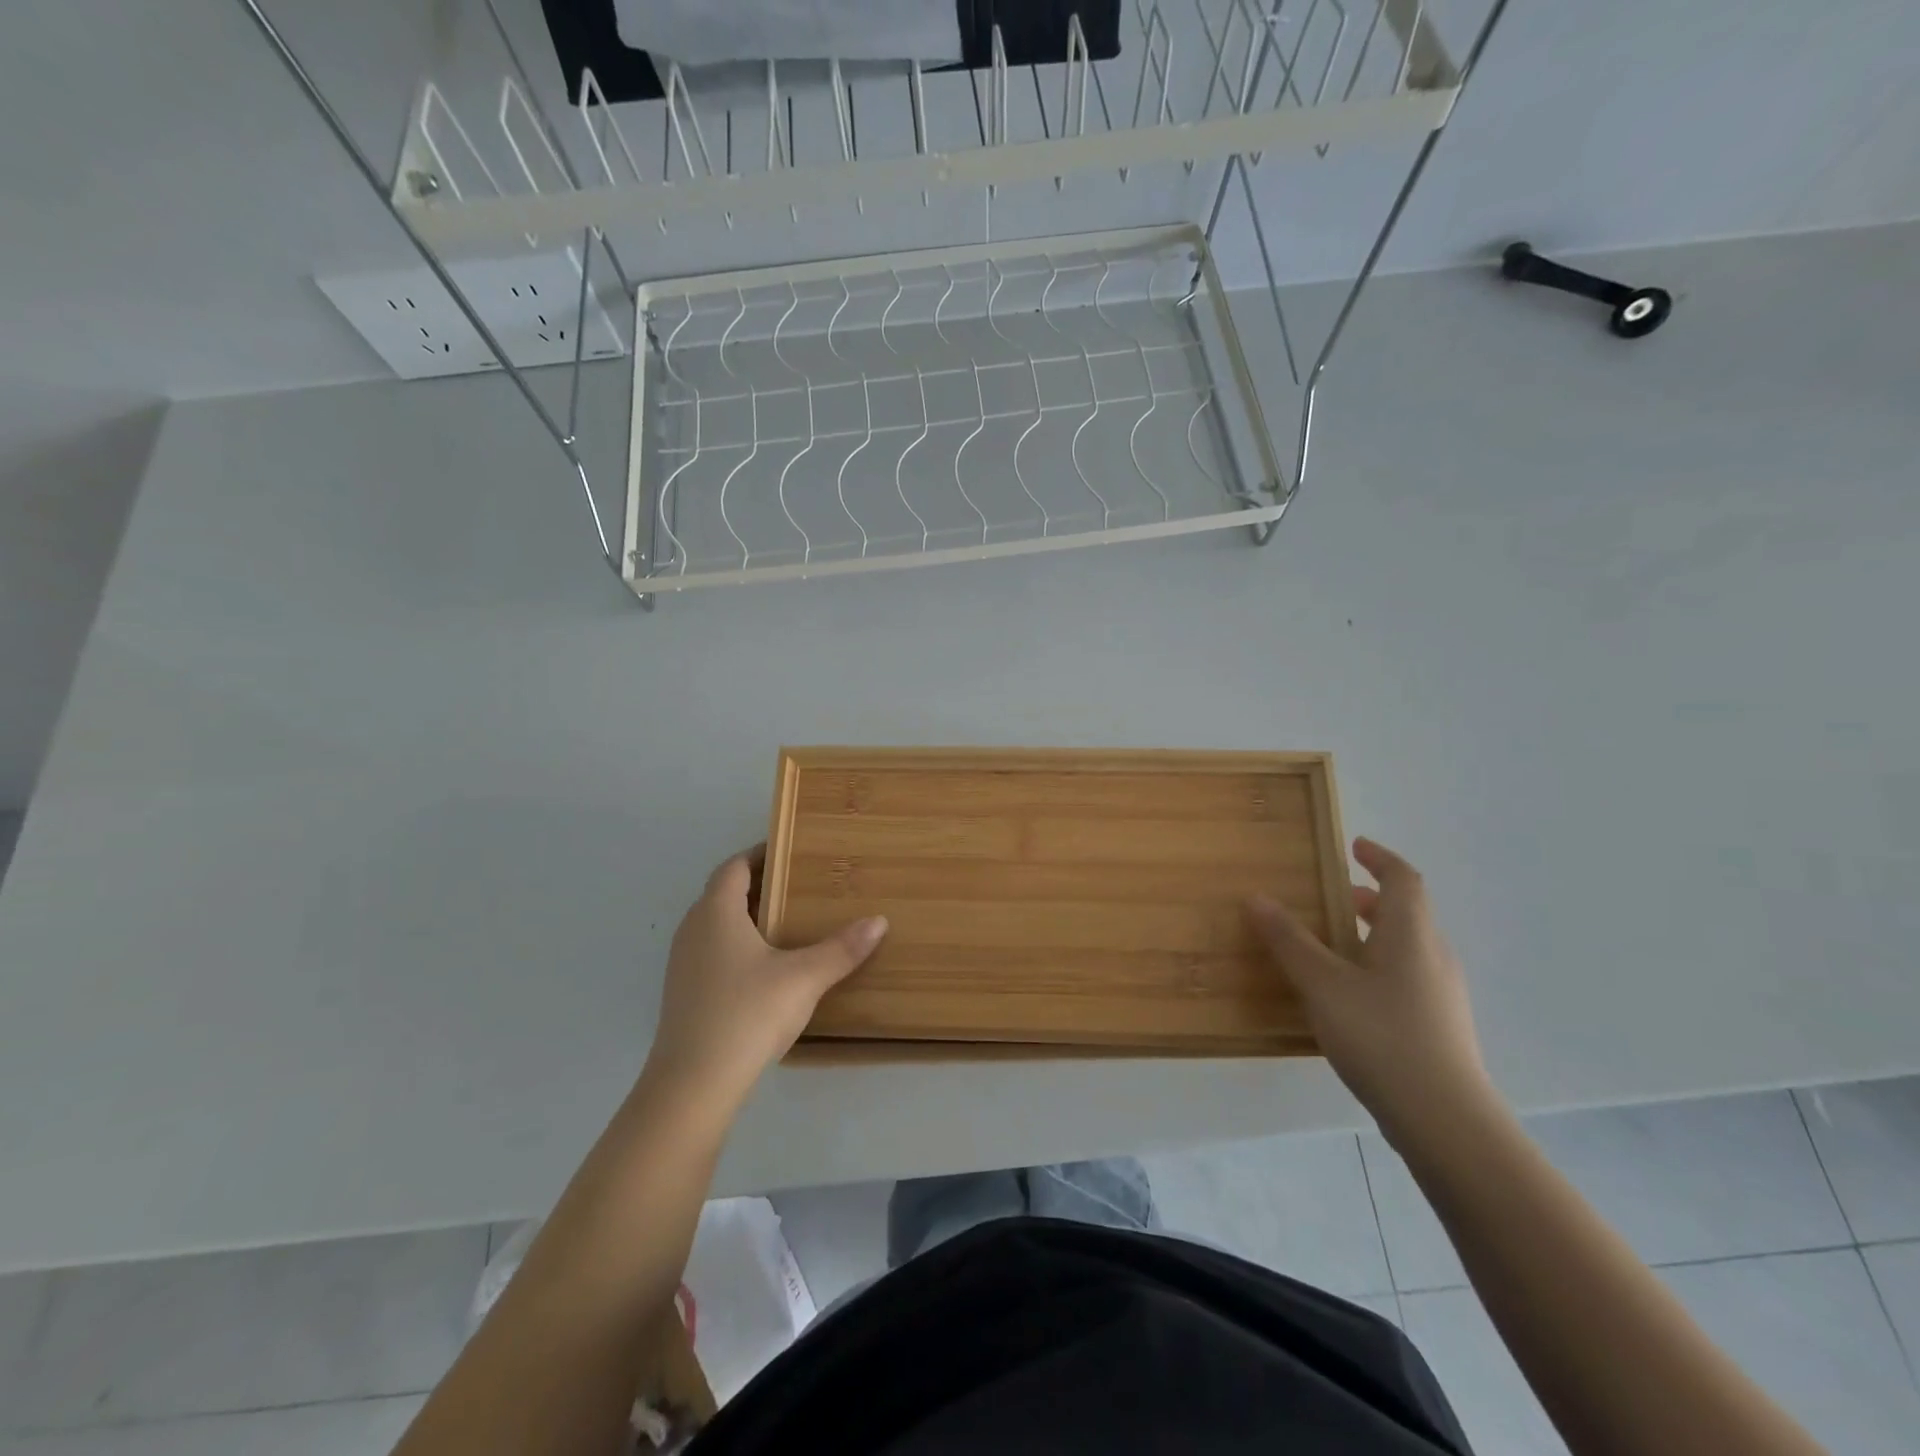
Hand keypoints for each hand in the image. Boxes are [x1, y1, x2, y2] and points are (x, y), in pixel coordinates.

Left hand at [644, 848, 887, 1111]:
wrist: (693, 1084)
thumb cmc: (747, 1014)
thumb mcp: (804, 978)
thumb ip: (842, 949)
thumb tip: (879, 921)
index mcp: (716, 913)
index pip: (733, 867)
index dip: (759, 854)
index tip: (790, 851)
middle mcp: (693, 930)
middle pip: (723, 894)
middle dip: (758, 885)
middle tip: (798, 886)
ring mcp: (683, 965)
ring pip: (715, 926)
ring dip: (746, 919)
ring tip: (786, 924)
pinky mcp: (684, 995)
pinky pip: (712, 953)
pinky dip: (737, 947)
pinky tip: (764, 969)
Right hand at [1249, 837, 1495, 1146]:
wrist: (1444, 1120)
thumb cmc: (1382, 1036)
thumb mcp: (1323, 984)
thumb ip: (1289, 940)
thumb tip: (1257, 897)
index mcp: (1411, 935)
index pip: (1404, 879)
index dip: (1380, 858)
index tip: (1353, 847)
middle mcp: (1433, 956)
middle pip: (1405, 913)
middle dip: (1368, 900)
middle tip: (1330, 899)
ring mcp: (1441, 995)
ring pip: (1405, 948)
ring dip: (1371, 935)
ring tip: (1329, 947)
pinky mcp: (1439, 1027)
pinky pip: (1406, 978)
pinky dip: (1376, 968)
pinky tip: (1346, 997)